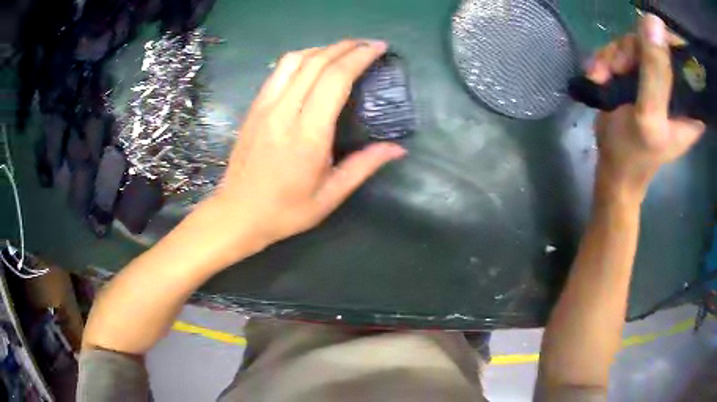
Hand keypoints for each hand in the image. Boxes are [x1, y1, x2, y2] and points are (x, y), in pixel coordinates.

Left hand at [200, 40, 405, 255]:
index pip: (335, 79)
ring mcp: (264, 106)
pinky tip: (312, 63)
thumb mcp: (330, 196)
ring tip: (343, 51)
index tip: (378, 48)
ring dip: (322, 49)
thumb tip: (398, 148)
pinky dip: (300, 58)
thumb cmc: (285, 211)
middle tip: (367, 44)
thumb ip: (364, 166)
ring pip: (294, 60)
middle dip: (346, 46)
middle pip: (316, 62)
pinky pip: (278, 71)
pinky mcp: (254, 107)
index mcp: (307, 135)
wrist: (237, 213)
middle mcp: (284, 112)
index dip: (359, 57)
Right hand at [586, 15, 705, 196]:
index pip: (683, 57)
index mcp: (690, 104)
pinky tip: (598, 75)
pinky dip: (606, 59)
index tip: (645, 49)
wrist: (613, 169)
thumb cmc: (632, 154)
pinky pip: (622, 51)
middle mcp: (676, 87)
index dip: (665, 41)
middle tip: (616, 69)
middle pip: (655, 42)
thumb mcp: (647, 115)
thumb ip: (655, 71)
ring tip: (601, 76)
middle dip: (631, 50)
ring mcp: (657, 79)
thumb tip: (654, 20)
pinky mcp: (640, 76)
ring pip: (635, 43)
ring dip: (613, 55)